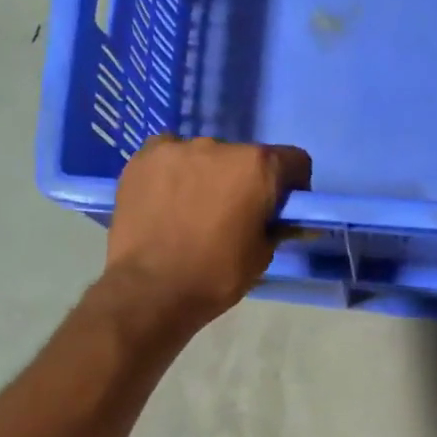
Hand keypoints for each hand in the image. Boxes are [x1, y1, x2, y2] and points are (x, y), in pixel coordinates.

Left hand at [104, 135, 311, 330]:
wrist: (150, 290)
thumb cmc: (215, 276)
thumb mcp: (261, 257)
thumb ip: (277, 228)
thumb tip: (283, 221)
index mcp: (257, 167)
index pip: (293, 161)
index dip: (293, 186)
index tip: (280, 210)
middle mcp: (219, 146)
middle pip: (245, 158)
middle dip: (245, 182)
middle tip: (233, 216)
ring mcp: (177, 148)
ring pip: (205, 157)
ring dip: (208, 177)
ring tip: (193, 213)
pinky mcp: (142, 158)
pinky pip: (170, 158)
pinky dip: (174, 174)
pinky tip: (166, 201)